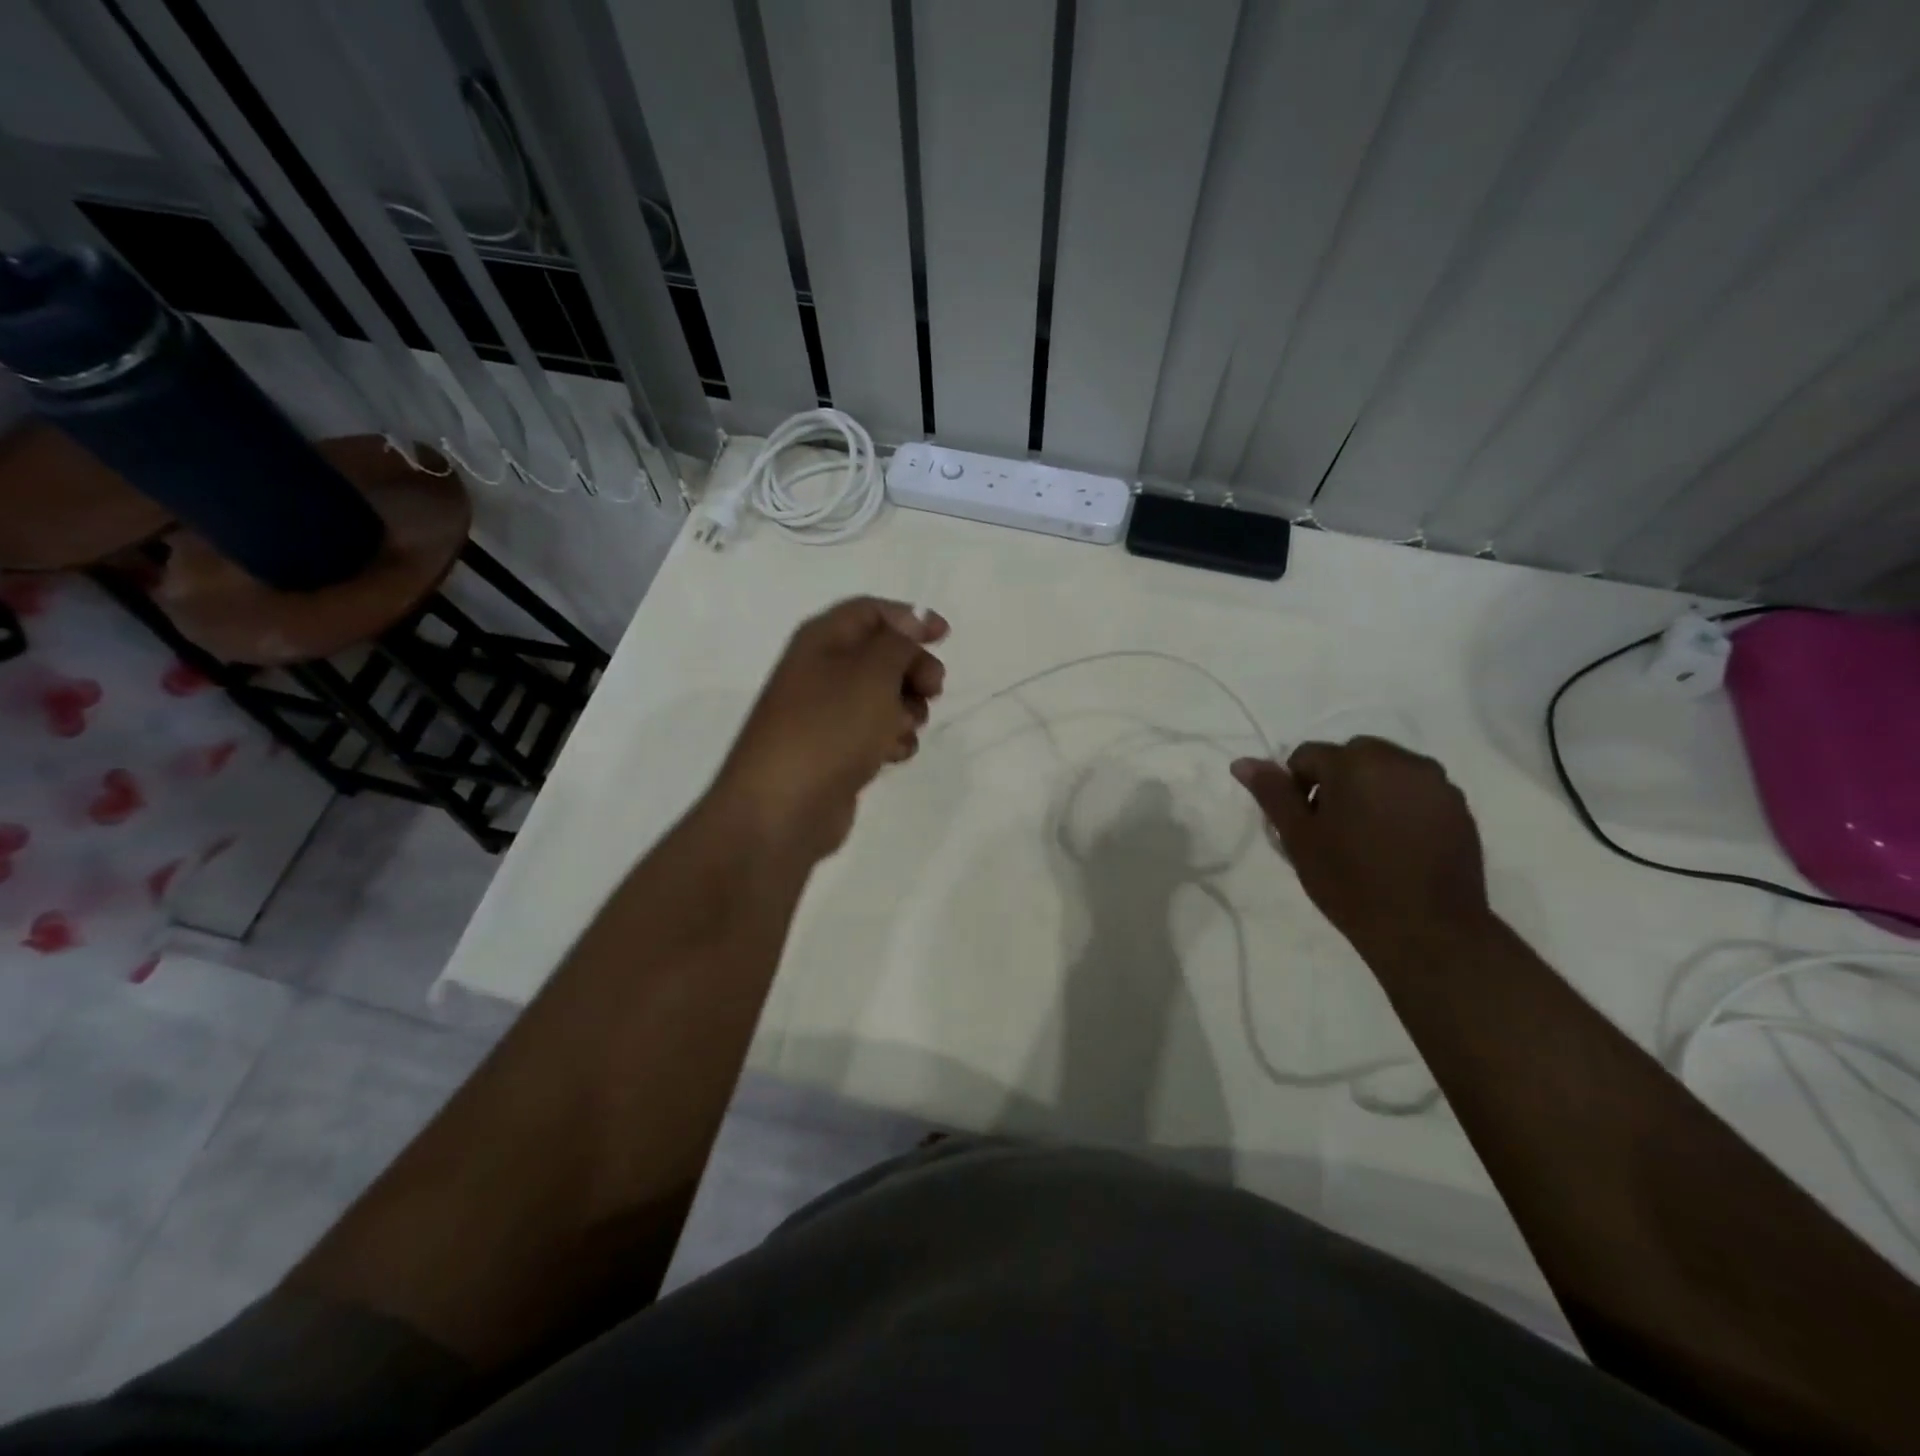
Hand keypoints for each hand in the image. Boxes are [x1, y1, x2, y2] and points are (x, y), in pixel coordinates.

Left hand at [714, 597, 947, 860]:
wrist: (783, 807)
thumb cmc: (829, 727)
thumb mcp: (872, 672)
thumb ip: (899, 642)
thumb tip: (911, 625)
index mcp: (822, 640)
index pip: (870, 611)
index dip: (910, 617)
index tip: (945, 637)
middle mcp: (821, 671)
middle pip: (881, 655)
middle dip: (913, 669)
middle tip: (934, 690)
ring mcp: (826, 714)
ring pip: (883, 697)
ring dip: (907, 709)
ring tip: (904, 728)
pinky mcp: (835, 751)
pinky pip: (874, 734)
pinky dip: (891, 741)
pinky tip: (891, 756)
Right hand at [1231, 737, 1492, 955]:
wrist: (1427, 931)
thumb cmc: (1350, 882)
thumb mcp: (1298, 838)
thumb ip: (1272, 793)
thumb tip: (1242, 762)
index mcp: (1355, 762)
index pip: (1307, 756)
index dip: (1296, 788)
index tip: (1303, 825)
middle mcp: (1401, 760)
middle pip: (1351, 757)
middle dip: (1335, 783)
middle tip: (1331, 830)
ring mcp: (1436, 783)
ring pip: (1386, 772)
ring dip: (1369, 791)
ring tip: (1366, 838)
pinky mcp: (1459, 808)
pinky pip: (1416, 792)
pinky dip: (1400, 806)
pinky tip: (1396, 846)